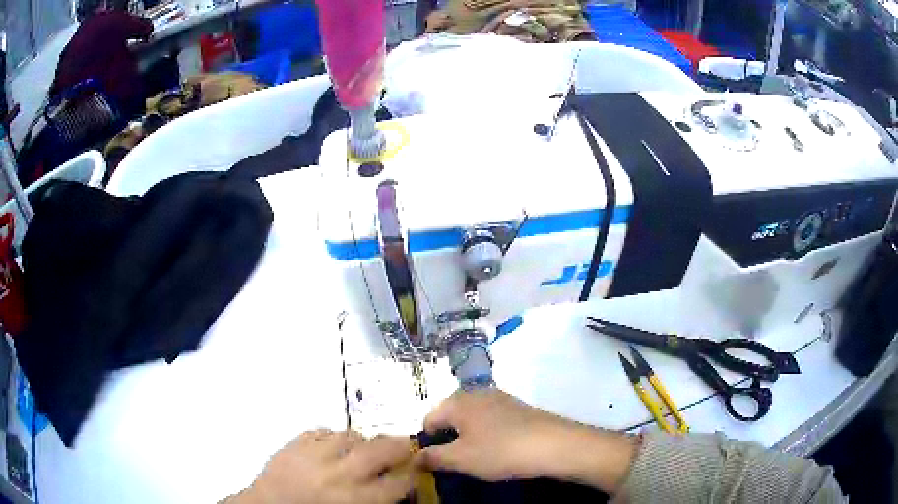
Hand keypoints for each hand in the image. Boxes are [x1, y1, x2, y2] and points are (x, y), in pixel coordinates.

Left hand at [231, 429, 415, 503]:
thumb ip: (375, 499)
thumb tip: (396, 484)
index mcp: (355, 499)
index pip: (398, 482)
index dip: (412, 473)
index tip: (416, 469)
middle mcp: (339, 474)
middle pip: (380, 450)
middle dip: (398, 446)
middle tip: (403, 446)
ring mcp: (314, 454)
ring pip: (350, 435)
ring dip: (361, 442)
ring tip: (361, 449)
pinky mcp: (295, 442)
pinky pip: (323, 431)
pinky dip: (332, 438)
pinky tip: (331, 448)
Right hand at [419, 389, 637, 492]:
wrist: (554, 444)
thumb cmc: (500, 451)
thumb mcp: (461, 459)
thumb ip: (432, 457)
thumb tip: (415, 457)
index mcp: (457, 401)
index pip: (428, 420)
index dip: (427, 443)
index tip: (435, 464)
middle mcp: (475, 392)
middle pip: (449, 417)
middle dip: (448, 439)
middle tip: (456, 462)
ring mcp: (499, 397)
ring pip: (471, 418)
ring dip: (468, 437)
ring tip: (477, 458)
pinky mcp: (517, 406)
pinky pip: (490, 419)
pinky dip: (487, 433)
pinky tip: (498, 449)